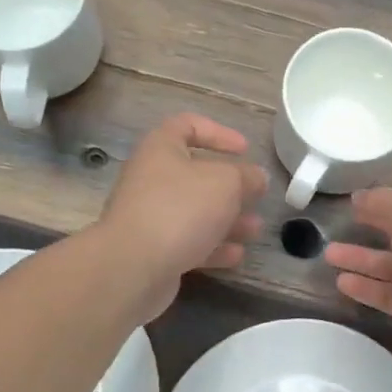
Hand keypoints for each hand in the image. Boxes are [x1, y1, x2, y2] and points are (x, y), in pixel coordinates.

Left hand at [97, 114, 266, 318]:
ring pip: (196, 212)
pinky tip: (237, 255)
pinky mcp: (154, 250)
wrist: (134, 266)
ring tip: (255, 229)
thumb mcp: (226, 183)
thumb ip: (246, 176)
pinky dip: (214, 246)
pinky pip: (189, 242)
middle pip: (196, 175)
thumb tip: (256, 177)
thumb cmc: (181, 209)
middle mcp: (152, 179)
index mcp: (162, 149)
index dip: (218, 133)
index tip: (245, 149)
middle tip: (256, 195)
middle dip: (231, 187)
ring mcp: (151, 216)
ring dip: (228, 220)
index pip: (187, 126)